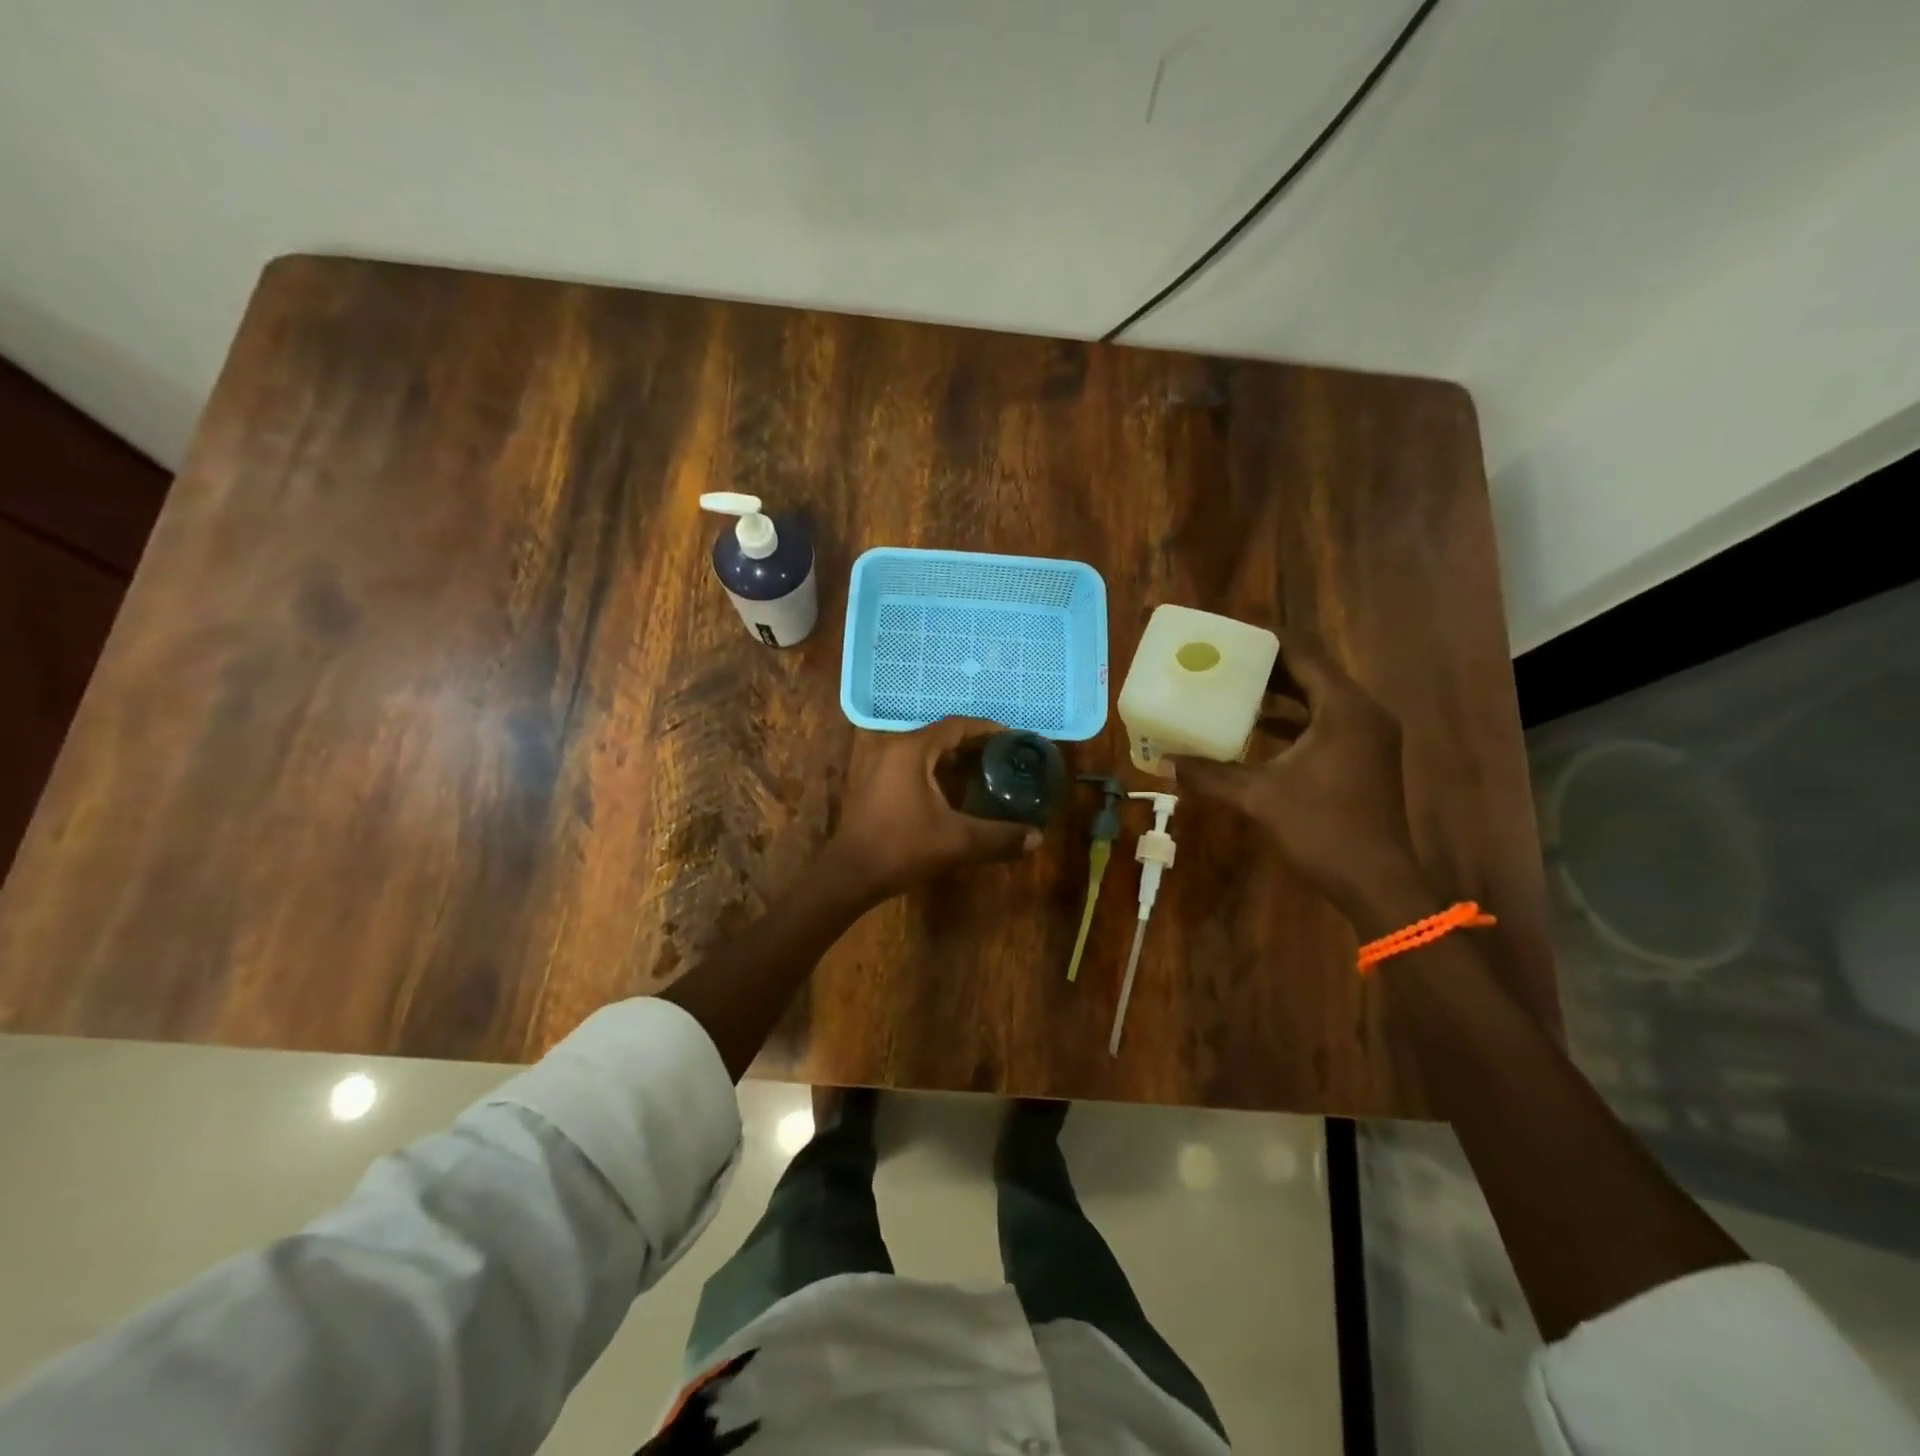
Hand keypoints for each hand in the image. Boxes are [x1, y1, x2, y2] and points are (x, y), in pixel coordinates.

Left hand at [827, 718, 1039, 901]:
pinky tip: (952, 794)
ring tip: (983, 773)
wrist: (849, 875)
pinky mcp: (872, 785)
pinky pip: (910, 767)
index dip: (986, 729)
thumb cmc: (902, 848)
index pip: (956, 725)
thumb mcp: (957, 841)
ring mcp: (878, 766)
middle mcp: (892, 749)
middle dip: (972, 745)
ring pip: (923, 753)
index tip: (1011, 738)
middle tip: (1003, 758)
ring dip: (952, 760)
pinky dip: (934, 772)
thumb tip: (1037, 838)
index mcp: (911, 750)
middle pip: (939, 736)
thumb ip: (999, 837)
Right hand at [1169, 635, 1434, 931]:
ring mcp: (1369, 736)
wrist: (1376, 881)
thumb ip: (1210, 775)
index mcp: (1344, 709)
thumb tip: (1165, 763)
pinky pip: (1327, 721)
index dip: (1266, 641)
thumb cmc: (1321, 829)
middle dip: (1269, 666)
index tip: (1229, 635)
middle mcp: (1363, 713)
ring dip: (1281, 692)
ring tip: (1234, 688)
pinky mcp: (1366, 756)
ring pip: (1320, 698)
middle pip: (1313, 672)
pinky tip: (1258, 728)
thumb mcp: (1258, 797)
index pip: (1304, 654)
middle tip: (1224, 660)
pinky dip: (1295, 719)